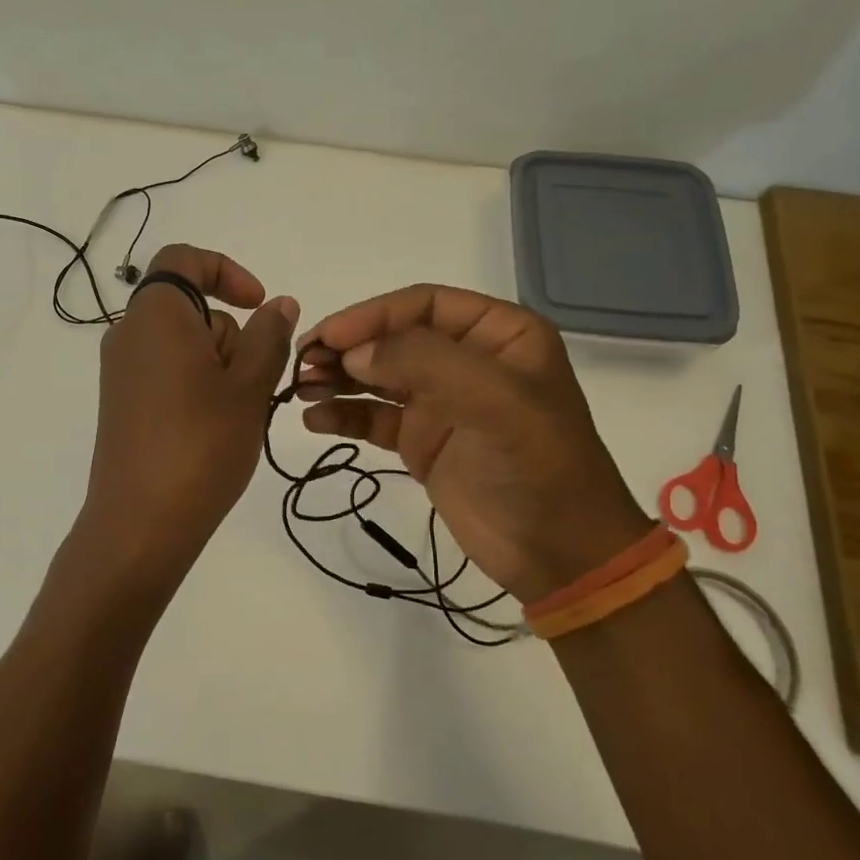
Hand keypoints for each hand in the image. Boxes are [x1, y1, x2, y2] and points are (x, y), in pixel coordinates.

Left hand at [80, 244, 298, 581]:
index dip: (226, 270)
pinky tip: (212, 430)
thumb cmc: (201, 445)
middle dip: (231, 336)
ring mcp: (121, 372)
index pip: (184, 259)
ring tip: (235, 417)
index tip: (259, 305)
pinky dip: (198, 387)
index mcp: (155, 315)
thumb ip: (269, 335)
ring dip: (219, 367)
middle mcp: (129, 335)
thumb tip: (279, 304)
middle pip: (191, 309)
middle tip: (252, 385)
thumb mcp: (249, 386)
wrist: (141, 524)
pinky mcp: (122, 404)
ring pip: (184, 346)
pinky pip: (167, 374)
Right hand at [296, 286, 649, 605]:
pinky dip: (343, 416)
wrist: (559, 554)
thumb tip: (353, 353)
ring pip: (377, 376)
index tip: (328, 337)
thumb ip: (423, 362)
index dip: (372, 315)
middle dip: (347, 347)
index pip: (423, 305)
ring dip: (338, 378)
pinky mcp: (422, 441)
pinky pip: (373, 418)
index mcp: (498, 334)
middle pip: (393, 338)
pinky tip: (315, 421)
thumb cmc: (538, 466)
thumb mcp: (494, 400)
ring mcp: (441, 402)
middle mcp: (467, 360)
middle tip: (302, 363)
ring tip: (300, 389)